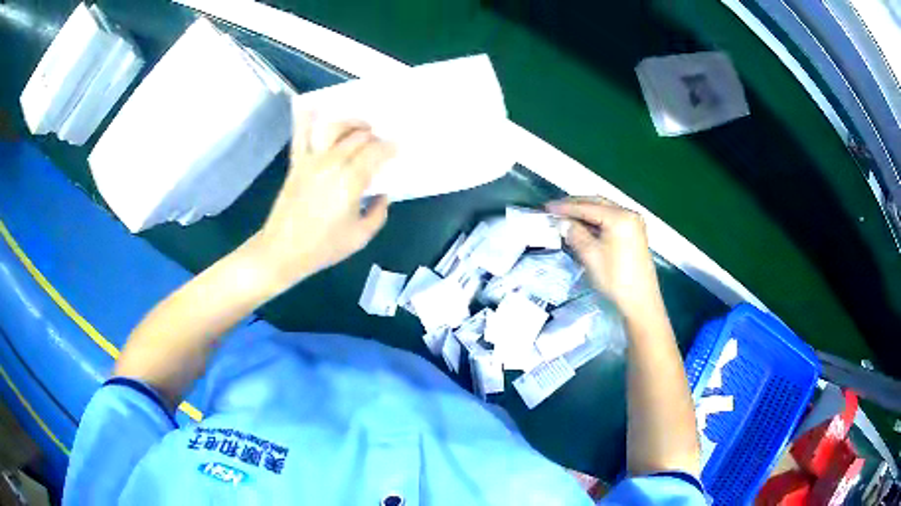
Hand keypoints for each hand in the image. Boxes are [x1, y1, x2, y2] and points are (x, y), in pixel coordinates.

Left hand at [250, 115, 395, 292]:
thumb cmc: (323, 247)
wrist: (283, 250)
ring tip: (361, 126)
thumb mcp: (360, 237)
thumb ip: (378, 213)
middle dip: (374, 136)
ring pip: (334, 128)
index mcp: (350, 181)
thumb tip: (383, 195)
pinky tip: (312, 106)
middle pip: (358, 137)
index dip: (389, 148)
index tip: (397, 149)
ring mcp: (311, 160)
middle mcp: (332, 163)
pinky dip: (306, 119)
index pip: (375, 153)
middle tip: (381, 143)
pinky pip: (301, 135)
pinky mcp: (297, 163)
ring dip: (351, 123)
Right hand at [547, 197, 661, 318]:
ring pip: (605, 210)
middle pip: (597, 203)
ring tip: (566, 217)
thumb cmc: (616, 278)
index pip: (587, 207)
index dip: (566, 207)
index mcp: (619, 217)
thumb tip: (564, 222)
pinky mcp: (635, 233)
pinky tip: (585, 226)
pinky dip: (597, 220)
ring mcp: (634, 223)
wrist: (640, 301)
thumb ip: (576, 234)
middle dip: (576, 205)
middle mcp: (629, 214)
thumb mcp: (591, 255)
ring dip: (586, 212)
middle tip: (555, 210)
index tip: (547, 208)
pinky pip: (612, 219)